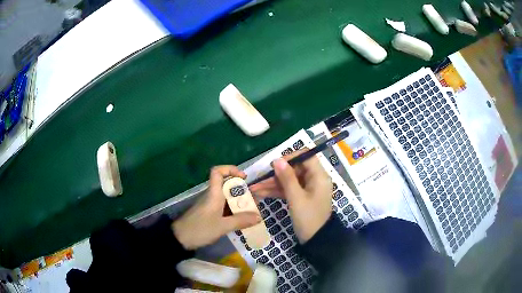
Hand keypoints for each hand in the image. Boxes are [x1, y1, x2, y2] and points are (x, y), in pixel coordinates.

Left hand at [172, 166, 261, 249]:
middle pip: (227, 185)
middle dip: (242, 191)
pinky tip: (241, 219)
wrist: (180, 238)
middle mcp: (212, 195)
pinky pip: (224, 207)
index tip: (244, 178)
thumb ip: (240, 221)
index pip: (217, 171)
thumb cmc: (200, 229)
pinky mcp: (209, 213)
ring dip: (239, 202)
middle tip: (254, 201)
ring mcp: (210, 204)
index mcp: (213, 193)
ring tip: (252, 212)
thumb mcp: (222, 226)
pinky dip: (233, 210)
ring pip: (227, 197)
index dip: (231, 169)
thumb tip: (259, 216)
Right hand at [250, 153, 331, 242]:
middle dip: (276, 174)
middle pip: (294, 169)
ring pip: (289, 180)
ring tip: (254, 188)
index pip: (305, 156)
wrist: (316, 240)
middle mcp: (314, 179)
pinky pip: (289, 189)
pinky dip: (277, 191)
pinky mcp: (302, 197)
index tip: (275, 165)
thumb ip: (287, 178)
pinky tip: (261, 193)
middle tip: (259, 180)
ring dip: (272, 184)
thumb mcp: (296, 198)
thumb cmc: (309, 218)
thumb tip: (277, 160)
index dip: (290, 157)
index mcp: (319, 176)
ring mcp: (308, 188)